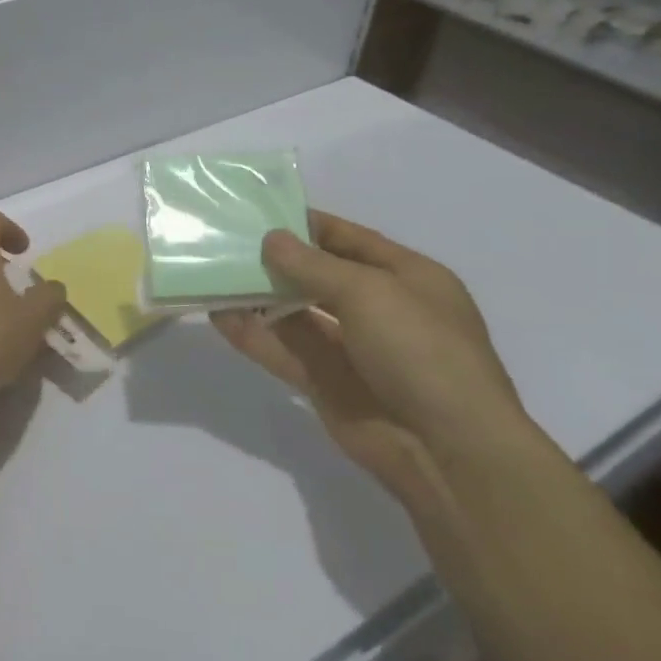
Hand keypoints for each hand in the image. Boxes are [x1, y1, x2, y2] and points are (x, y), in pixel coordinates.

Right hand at [212, 210, 534, 498]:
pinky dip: (253, 334)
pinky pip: (283, 350)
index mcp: (407, 277)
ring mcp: (350, 348)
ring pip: (295, 314)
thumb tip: (271, 239)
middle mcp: (378, 309)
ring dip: (258, 297)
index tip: (262, 212)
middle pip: (317, 276)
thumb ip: (313, 266)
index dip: (308, 225)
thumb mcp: (370, 292)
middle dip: (276, 260)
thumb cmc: (420, 350)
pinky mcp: (324, 383)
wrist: (445, 448)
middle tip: (227, 243)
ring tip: (214, 275)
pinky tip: (220, 317)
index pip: (350, 240)